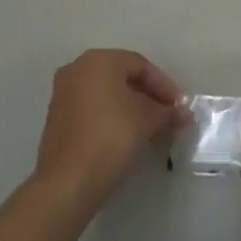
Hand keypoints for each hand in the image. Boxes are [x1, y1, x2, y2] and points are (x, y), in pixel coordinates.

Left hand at [33, 49, 183, 218]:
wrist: (69, 180)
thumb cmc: (112, 136)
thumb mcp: (149, 120)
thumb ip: (168, 112)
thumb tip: (183, 114)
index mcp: (99, 60)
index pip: (140, 65)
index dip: (164, 85)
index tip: (179, 106)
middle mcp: (77, 69)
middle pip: (122, 77)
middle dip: (149, 96)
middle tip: (168, 115)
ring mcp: (63, 94)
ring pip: (107, 94)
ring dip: (132, 108)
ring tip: (152, 128)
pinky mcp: (57, 118)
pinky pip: (93, 109)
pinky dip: (113, 117)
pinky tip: (128, 136)